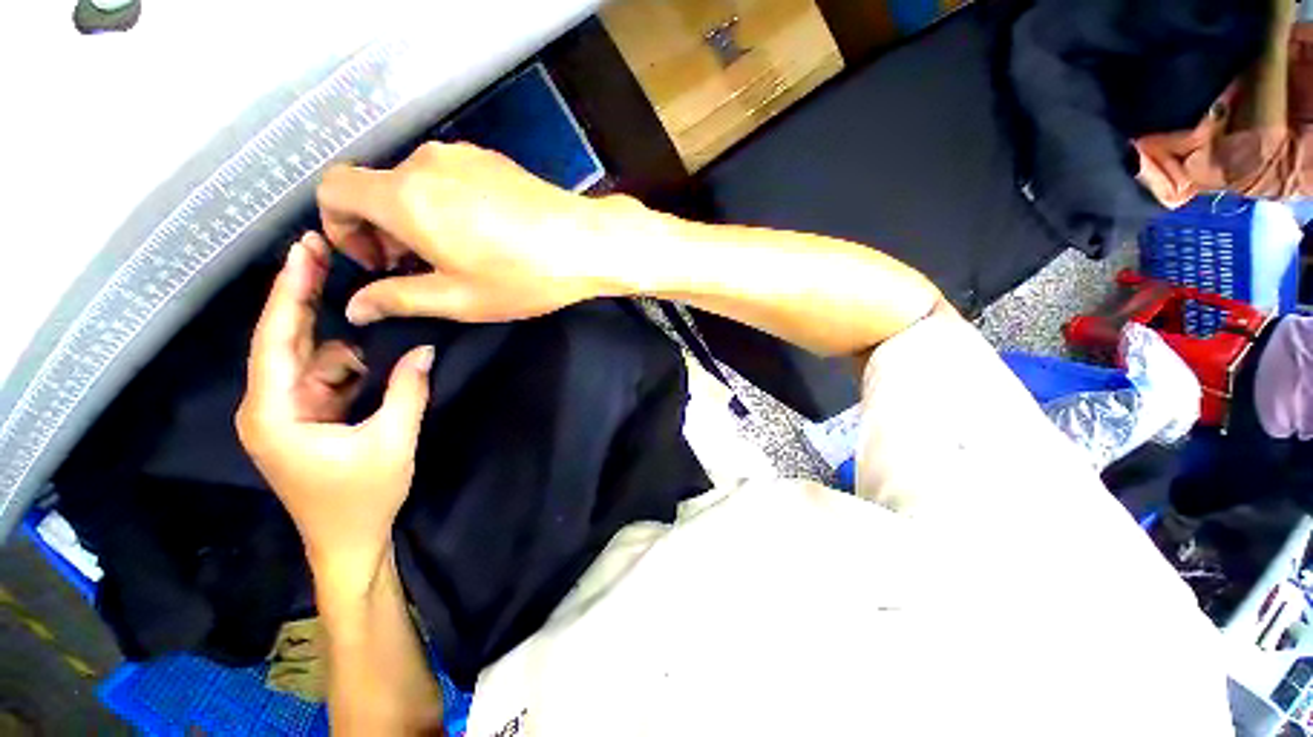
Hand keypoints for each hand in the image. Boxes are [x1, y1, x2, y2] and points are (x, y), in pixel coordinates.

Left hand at [236, 232, 434, 596]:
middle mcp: (269, 405)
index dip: (287, 291)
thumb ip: (408, 390)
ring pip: (315, 359)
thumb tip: (426, 349)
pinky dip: (353, 371)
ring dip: (350, 354)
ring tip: (381, 364)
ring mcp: (286, 411)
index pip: (275, 339)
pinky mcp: (305, 418)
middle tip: (324, 252)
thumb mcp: (392, 441)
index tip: (301, 252)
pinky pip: (328, 378)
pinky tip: (377, 376)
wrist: (349, 542)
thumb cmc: (363, 498)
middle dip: (306, 298)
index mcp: (274, 412)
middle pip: (285, 339)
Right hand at [316, 141, 643, 323]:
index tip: (375, 262)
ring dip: (415, 219)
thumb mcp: (458, 298)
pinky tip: (479, 235)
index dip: (339, 227)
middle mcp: (425, 163)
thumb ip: (398, 299)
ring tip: (452, 256)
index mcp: (405, 195)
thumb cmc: (522, 276)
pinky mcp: (491, 159)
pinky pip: (448, 179)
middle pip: (376, 189)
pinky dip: (443, 205)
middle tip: (416, 270)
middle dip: (382, 231)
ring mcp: (462, 155)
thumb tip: (355, 307)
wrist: (586, 243)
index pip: (333, 190)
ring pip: (413, 184)